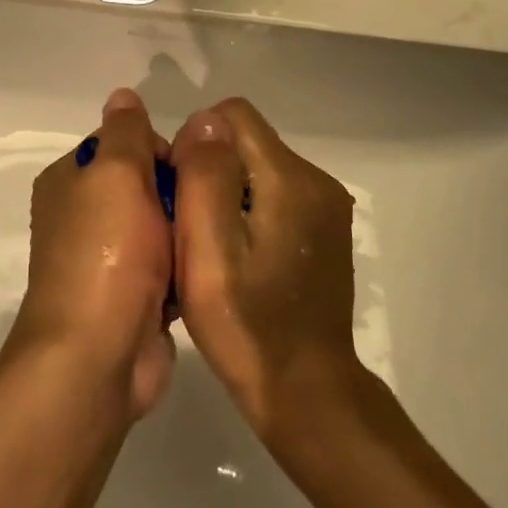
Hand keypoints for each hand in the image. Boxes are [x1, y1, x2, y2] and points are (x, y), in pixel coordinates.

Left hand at [10, 88, 175, 419]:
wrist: (97, 357)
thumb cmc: (107, 253)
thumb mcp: (116, 174)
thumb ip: (125, 132)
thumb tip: (122, 95)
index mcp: (69, 181)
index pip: (123, 143)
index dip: (158, 150)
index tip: (187, 169)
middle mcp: (81, 216)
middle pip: (144, 184)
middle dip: (176, 193)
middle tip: (206, 207)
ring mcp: (105, 261)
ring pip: (160, 227)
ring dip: (184, 232)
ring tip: (212, 238)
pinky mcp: (129, 299)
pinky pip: (167, 267)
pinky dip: (183, 268)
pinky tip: (206, 272)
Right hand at [170, 97, 361, 445]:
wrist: (306, 392)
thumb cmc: (247, 325)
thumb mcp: (209, 250)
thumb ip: (206, 174)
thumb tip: (205, 121)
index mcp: (290, 178)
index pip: (234, 115)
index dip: (197, 140)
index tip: (182, 190)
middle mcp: (316, 180)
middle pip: (247, 140)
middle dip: (212, 167)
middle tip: (191, 225)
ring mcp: (326, 206)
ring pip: (259, 167)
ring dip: (229, 190)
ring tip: (212, 245)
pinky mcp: (325, 230)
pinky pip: (276, 193)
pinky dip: (250, 209)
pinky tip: (240, 256)